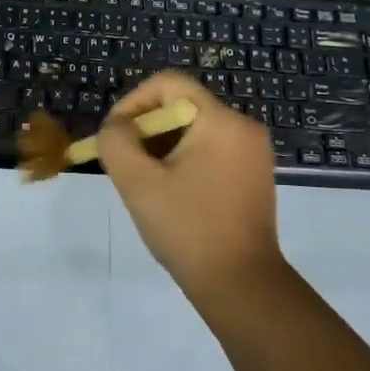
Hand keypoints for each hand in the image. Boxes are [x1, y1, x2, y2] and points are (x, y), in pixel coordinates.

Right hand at [96, 71, 285, 301]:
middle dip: (147, 130)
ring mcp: (254, 153)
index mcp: (221, 121)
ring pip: (195, 131)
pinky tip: (171, 195)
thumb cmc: (188, 229)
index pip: (169, 84)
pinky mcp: (254, 176)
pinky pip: (211, 151)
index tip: (114, 135)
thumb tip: (116, 127)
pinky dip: (185, 162)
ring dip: (163, 148)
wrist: (242, 286)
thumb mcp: (138, 183)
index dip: (133, 102)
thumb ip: (116, 142)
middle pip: (182, 107)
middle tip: (125, 164)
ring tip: (145, 183)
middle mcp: (243, 127)